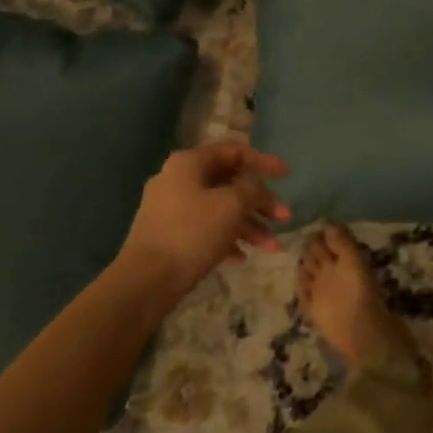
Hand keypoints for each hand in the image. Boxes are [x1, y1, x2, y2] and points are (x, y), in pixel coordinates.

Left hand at [114, 142, 289, 300]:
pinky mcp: (168, 235)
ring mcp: (170, 209)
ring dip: (248, 225)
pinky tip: (242, 258)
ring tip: (271, 247)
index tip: (287, 175)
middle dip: (260, 202)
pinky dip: (226, 239)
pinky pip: (205, 229)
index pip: (234, 151)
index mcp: (189, 163)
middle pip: (229, 183)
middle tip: (284, 218)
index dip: (264, 161)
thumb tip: (255, 184)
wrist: (145, 281)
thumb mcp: (232, 205)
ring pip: (219, 209)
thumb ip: (252, 188)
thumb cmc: (192, 233)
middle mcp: (178, 179)